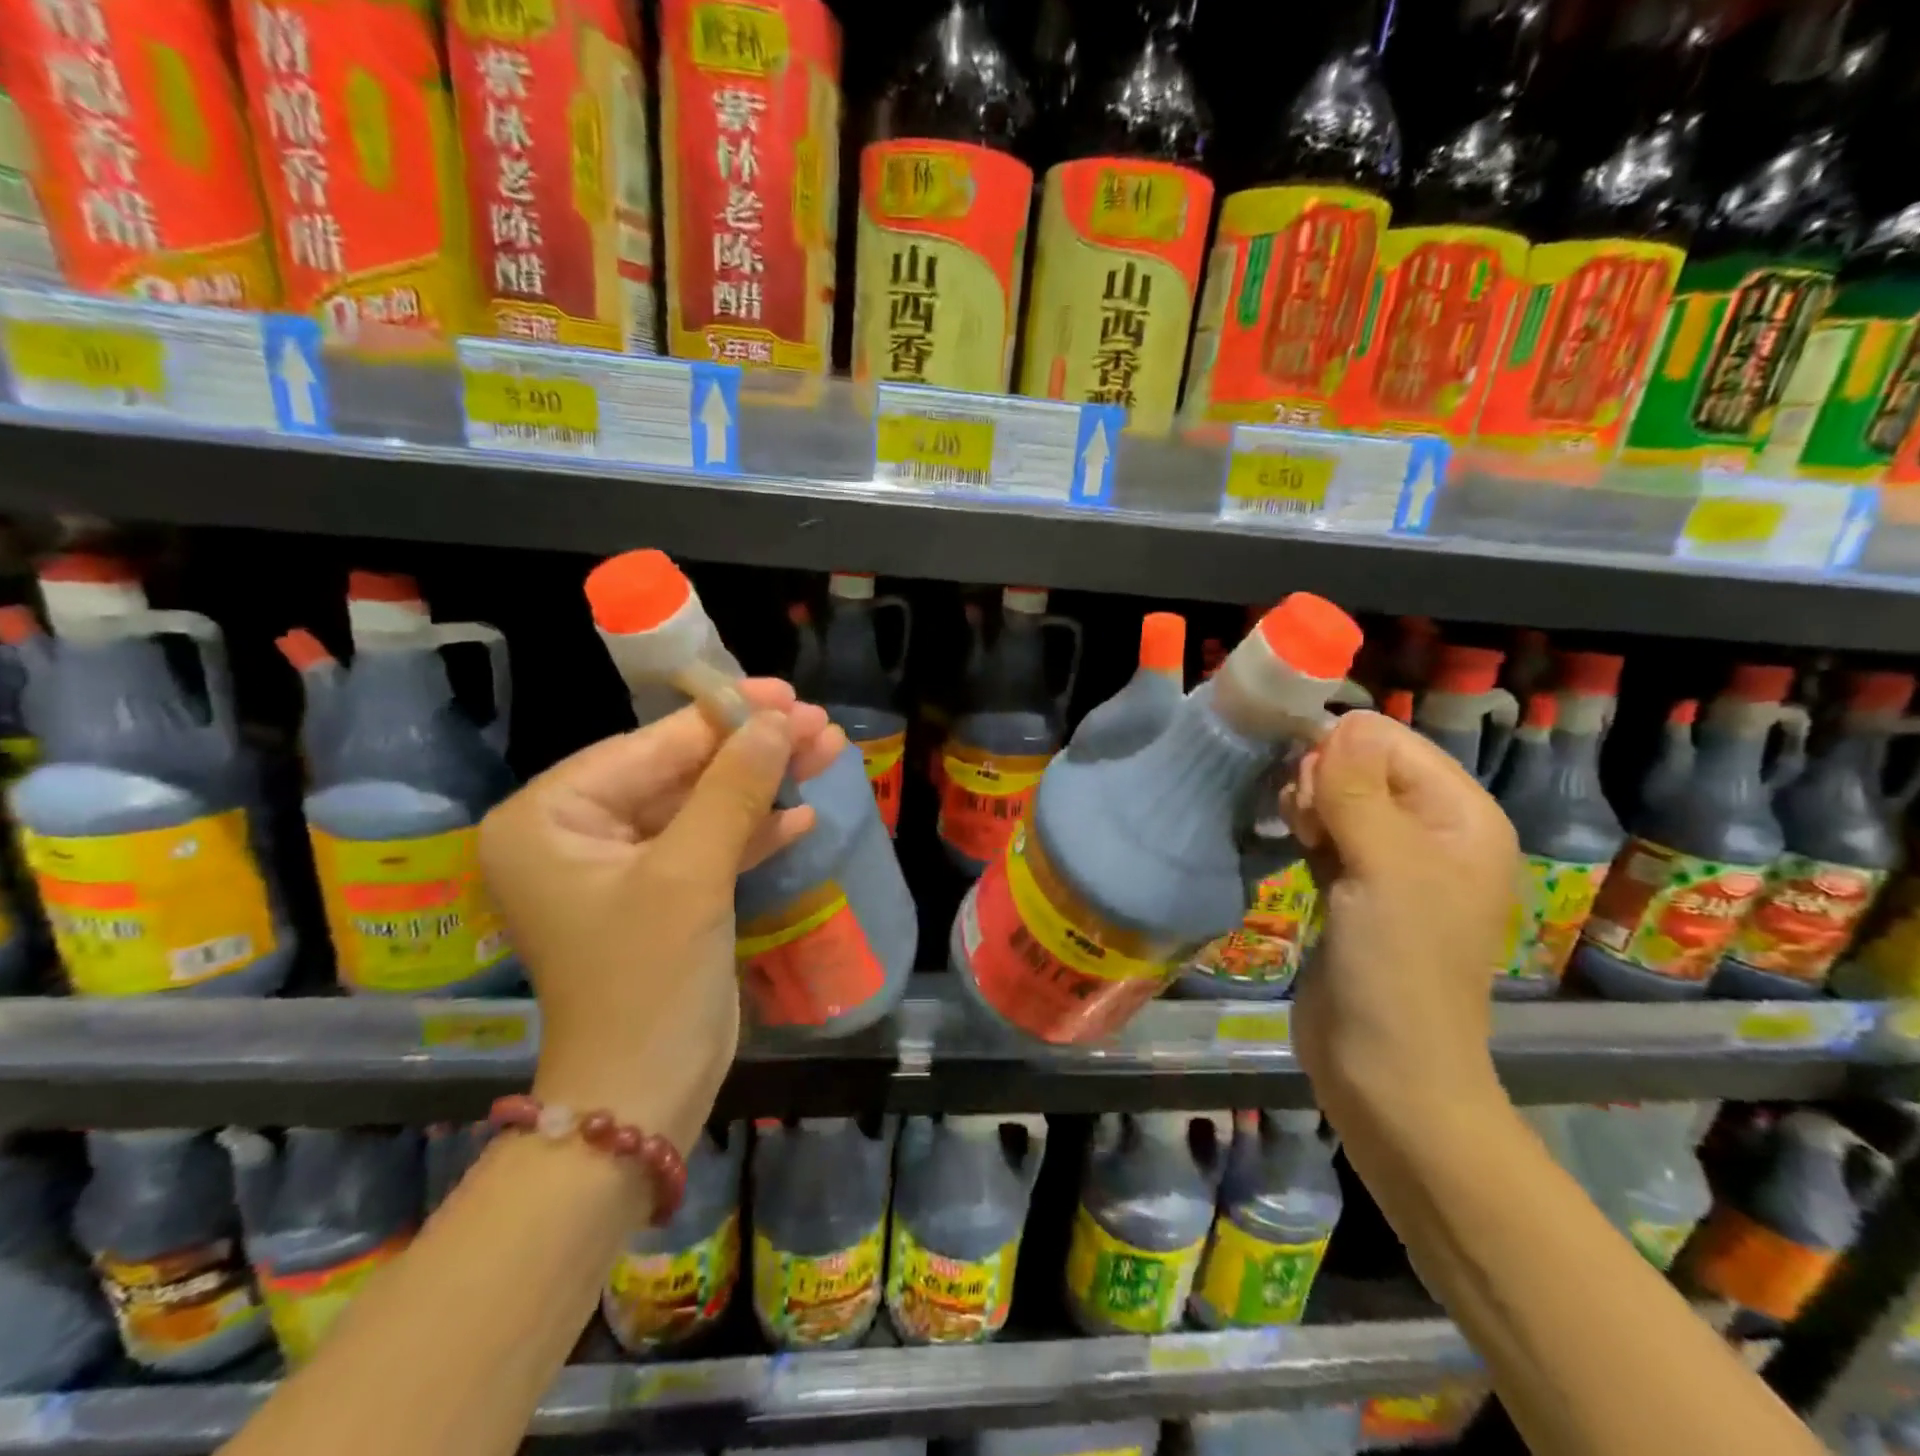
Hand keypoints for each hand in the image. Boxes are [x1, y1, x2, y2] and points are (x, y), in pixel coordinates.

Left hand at [478, 680, 846, 1154]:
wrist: (644, 1097)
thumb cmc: (648, 980)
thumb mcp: (692, 874)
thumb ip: (734, 788)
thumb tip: (777, 720)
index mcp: (549, 818)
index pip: (648, 747)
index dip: (724, 718)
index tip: (788, 695)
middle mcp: (575, 833)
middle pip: (678, 772)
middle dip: (751, 752)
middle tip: (819, 725)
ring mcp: (619, 866)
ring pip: (700, 806)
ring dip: (762, 786)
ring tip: (825, 753)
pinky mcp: (658, 895)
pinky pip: (706, 845)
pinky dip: (752, 831)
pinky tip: (801, 815)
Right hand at [1284, 711, 1519, 1123]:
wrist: (1385, 1070)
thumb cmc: (1399, 966)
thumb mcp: (1384, 868)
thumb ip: (1357, 790)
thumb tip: (1337, 723)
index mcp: (1461, 818)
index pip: (1393, 743)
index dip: (1343, 749)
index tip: (1302, 779)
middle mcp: (1431, 832)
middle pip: (1363, 767)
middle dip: (1323, 778)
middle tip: (1305, 820)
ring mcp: (1392, 862)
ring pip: (1339, 799)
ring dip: (1309, 804)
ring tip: (1299, 836)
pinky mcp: (1355, 888)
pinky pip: (1327, 832)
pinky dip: (1306, 829)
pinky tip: (1293, 842)